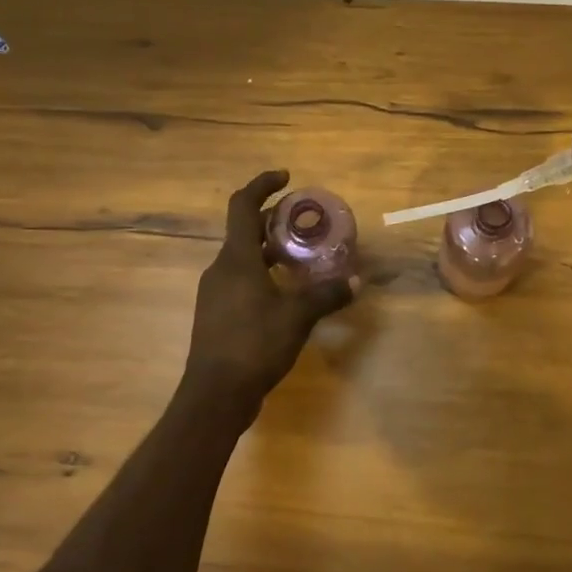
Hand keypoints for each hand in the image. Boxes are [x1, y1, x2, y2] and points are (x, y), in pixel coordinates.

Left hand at [185, 169, 358, 408]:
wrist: (216, 394)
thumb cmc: (255, 344)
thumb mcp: (298, 317)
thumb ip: (327, 295)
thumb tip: (357, 281)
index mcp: (236, 259)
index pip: (242, 205)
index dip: (262, 184)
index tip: (286, 178)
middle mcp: (220, 269)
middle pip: (244, 231)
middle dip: (273, 221)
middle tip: (304, 223)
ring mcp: (215, 293)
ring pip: (243, 258)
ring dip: (269, 251)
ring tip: (300, 257)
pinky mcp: (217, 315)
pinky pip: (241, 281)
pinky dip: (263, 275)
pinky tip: (285, 294)